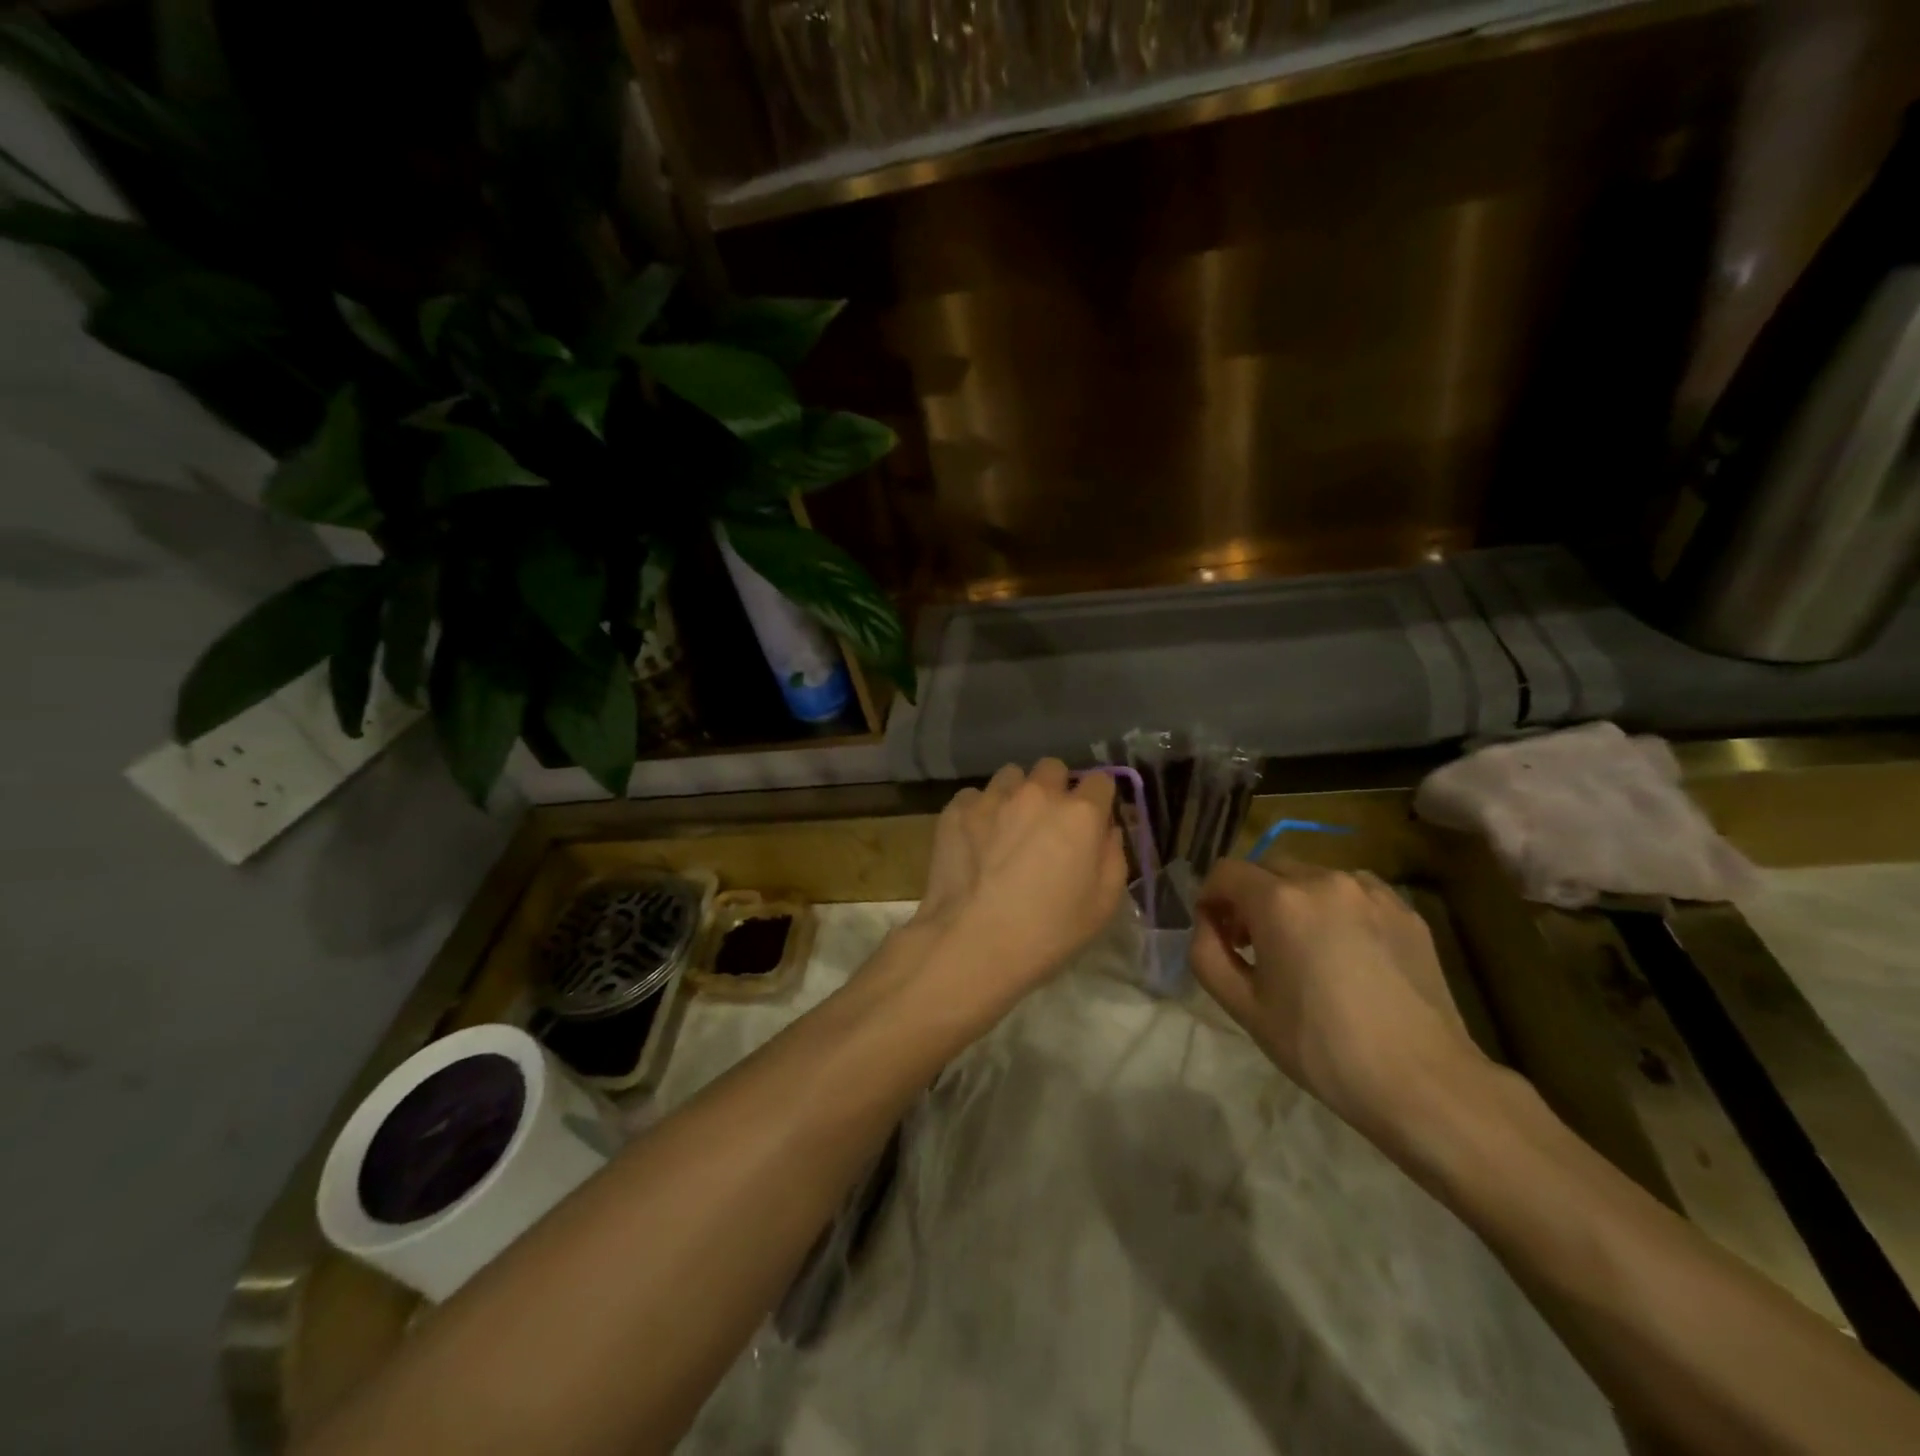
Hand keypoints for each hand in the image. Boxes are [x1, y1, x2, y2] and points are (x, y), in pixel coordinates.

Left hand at [913, 759, 1127, 1005]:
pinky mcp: (956, 809)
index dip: (1098, 800)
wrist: (972, 943)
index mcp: (1080, 813)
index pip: (1101, 781)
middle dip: (1056, 788)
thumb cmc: (1047, 932)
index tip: (1091, 821)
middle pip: (1053, 768)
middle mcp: (1037, 793)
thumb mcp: (1103, 905)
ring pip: (1011, 776)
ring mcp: (993, 797)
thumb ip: (1113, 856)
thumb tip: (1106, 830)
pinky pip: (975, 796)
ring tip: (1008, 827)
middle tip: (1049, 823)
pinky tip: (976, 840)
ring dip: (1016, 793)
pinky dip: (980, 811)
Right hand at [1189, 859, 1487, 1141]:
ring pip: (1312, 878)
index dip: (1210, 899)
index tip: (1216, 934)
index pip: (1225, 872)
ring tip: (1304, 949)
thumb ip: (1206, 954)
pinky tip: (1346, 954)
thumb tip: (1209, 925)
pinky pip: (1353, 893)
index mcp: (1279, 901)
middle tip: (1254, 946)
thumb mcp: (1243, 1007)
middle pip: (1268, 869)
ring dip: (1294, 902)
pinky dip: (1336, 910)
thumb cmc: (1320, 1047)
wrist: (1422, 1081)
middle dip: (1250, 899)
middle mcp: (1324, 880)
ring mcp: (1371, 892)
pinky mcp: (1405, 911)